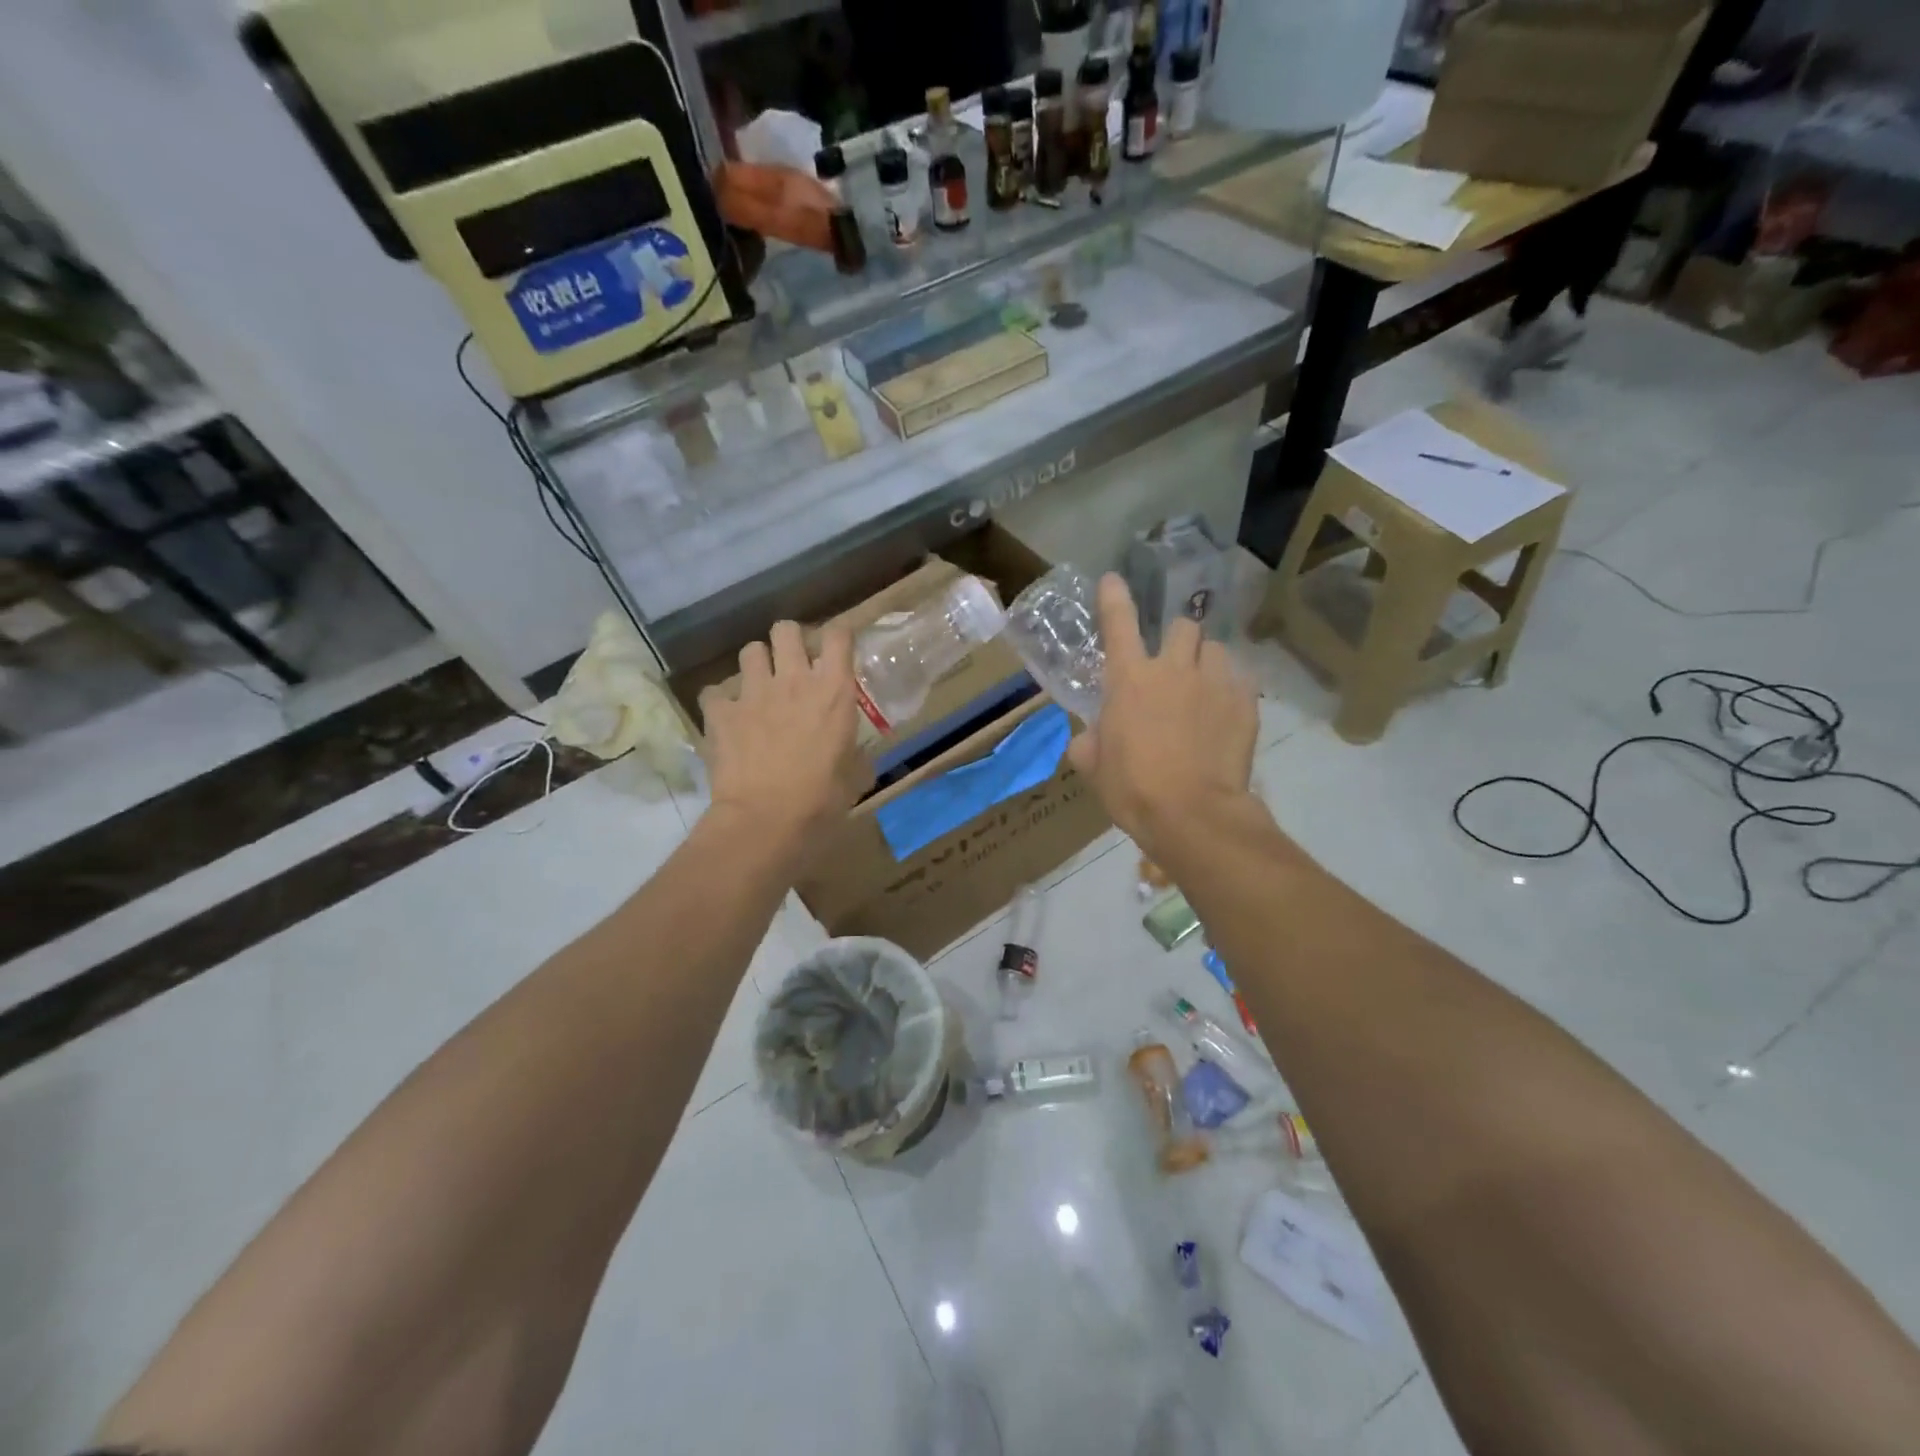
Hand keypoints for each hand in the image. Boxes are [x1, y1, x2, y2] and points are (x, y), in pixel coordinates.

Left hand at [699, 621, 869, 850]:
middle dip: (789, 641)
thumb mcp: (854, 776)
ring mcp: (753, 692)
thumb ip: (854, 754)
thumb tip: (855, 755)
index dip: (837, 636)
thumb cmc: (821, 801)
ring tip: (759, 688)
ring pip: (750, 651)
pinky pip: (714, 692)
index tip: (836, 648)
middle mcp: (795, 680)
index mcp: (834, 692)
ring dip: (757, 665)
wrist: (766, 821)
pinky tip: (726, 716)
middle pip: (786, 629)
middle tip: (793, 665)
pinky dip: (720, 701)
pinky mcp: (721, 712)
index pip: (838, 635)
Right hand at [1067, 574, 1258, 861]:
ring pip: (1216, 649)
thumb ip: (1090, 742)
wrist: (1193, 815)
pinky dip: (1231, 689)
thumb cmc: (1133, 789)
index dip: (1114, 598)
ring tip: (1205, 690)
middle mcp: (1173, 668)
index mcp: (1129, 679)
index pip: (1118, 623)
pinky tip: (1226, 714)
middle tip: (1174, 667)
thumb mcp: (1095, 768)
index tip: (1113, 580)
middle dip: (1177, 640)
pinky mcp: (1246, 702)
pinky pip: (1241, 679)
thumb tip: (1091, 737)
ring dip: (1207, 662)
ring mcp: (1214, 682)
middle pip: (1182, 625)